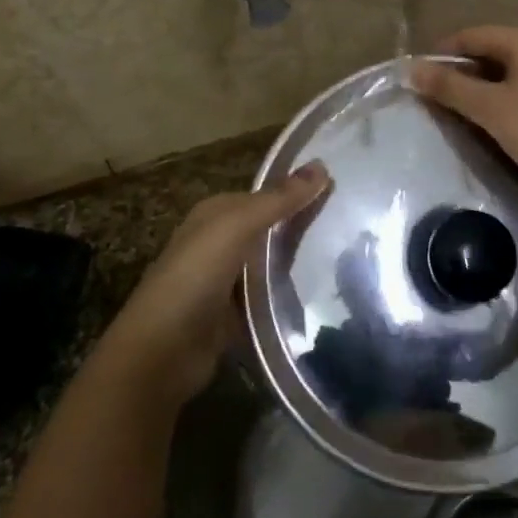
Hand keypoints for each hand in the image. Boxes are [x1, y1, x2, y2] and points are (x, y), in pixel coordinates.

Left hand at [97, 163, 328, 406]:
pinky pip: (270, 296)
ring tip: (351, 257)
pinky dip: (290, 294)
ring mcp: (227, 280)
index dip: (300, 190)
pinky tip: (323, 293)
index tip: (343, 190)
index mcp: (216, 213)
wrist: (161, 352)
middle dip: (304, 225)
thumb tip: (322, 164)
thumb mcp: (236, 228)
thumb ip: (278, 200)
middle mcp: (220, 241)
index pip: (267, 194)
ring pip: (273, 263)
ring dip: (301, 261)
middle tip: (356, 226)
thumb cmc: (195, 277)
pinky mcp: (236, 315)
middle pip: (271, 228)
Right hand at [410, 25, 517, 195]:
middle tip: (435, 96)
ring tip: (459, 110)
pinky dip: (504, 96)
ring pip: (509, 71)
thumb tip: (411, 69)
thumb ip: (450, 87)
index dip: (442, 53)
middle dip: (462, 72)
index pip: (473, 35)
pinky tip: (494, 120)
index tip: (419, 76)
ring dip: (482, 87)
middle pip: (492, 51)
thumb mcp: (490, 109)